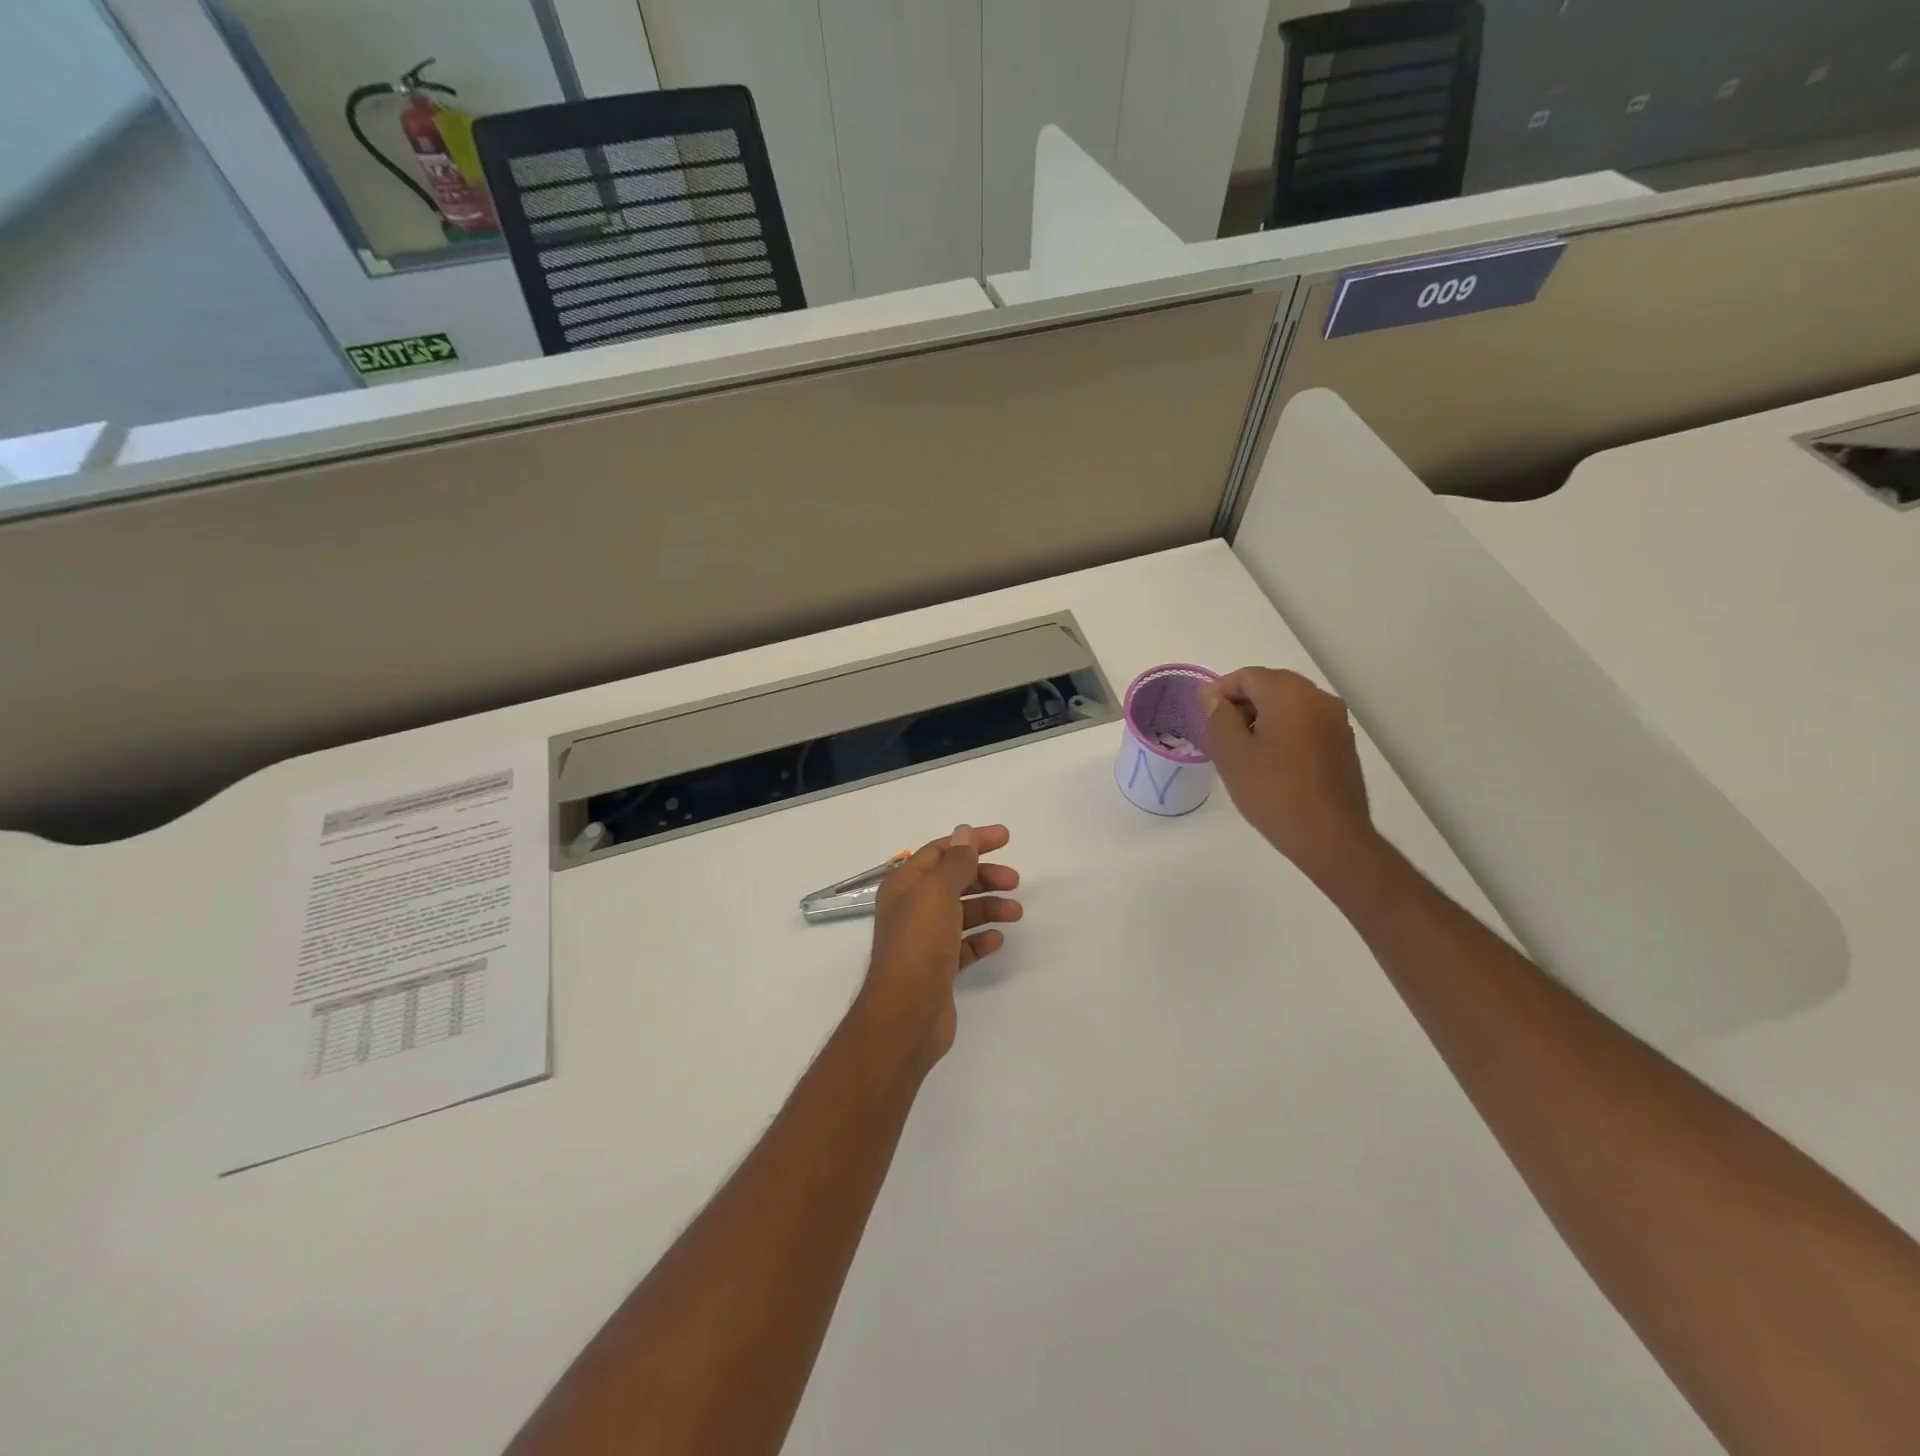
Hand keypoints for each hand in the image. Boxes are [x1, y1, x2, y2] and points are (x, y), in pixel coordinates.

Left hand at [857, 824, 1020, 1074]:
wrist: (906, 1014)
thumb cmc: (919, 944)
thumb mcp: (938, 893)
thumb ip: (955, 862)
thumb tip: (963, 832)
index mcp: (905, 885)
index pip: (941, 851)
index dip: (972, 841)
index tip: (1006, 838)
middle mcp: (912, 909)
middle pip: (953, 881)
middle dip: (984, 876)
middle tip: (1014, 880)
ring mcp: (924, 940)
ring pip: (961, 913)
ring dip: (988, 907)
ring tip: (1015, 913)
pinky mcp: (938, 968)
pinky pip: (964, 945)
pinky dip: (981, 939)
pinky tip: (997, 939)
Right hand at [1202, 669, 1375, 885]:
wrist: (1329, 837)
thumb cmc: (1273, 791)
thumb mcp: (1232, 753)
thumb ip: (1218, 716)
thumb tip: (1212, 695)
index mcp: (1290, 694)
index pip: (1247, 676)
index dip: (1219, 691)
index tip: (1203, 717)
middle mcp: (1318, 698)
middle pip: (1271, 686)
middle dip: (1242, 703)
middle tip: (1219, 733)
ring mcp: (1336, 721)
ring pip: (1290, 705)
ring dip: (1262, 717)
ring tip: (1242, 750)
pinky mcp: (1343, 744)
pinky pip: (1305, 724)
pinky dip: (1284, 731)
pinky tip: (1271, 762)